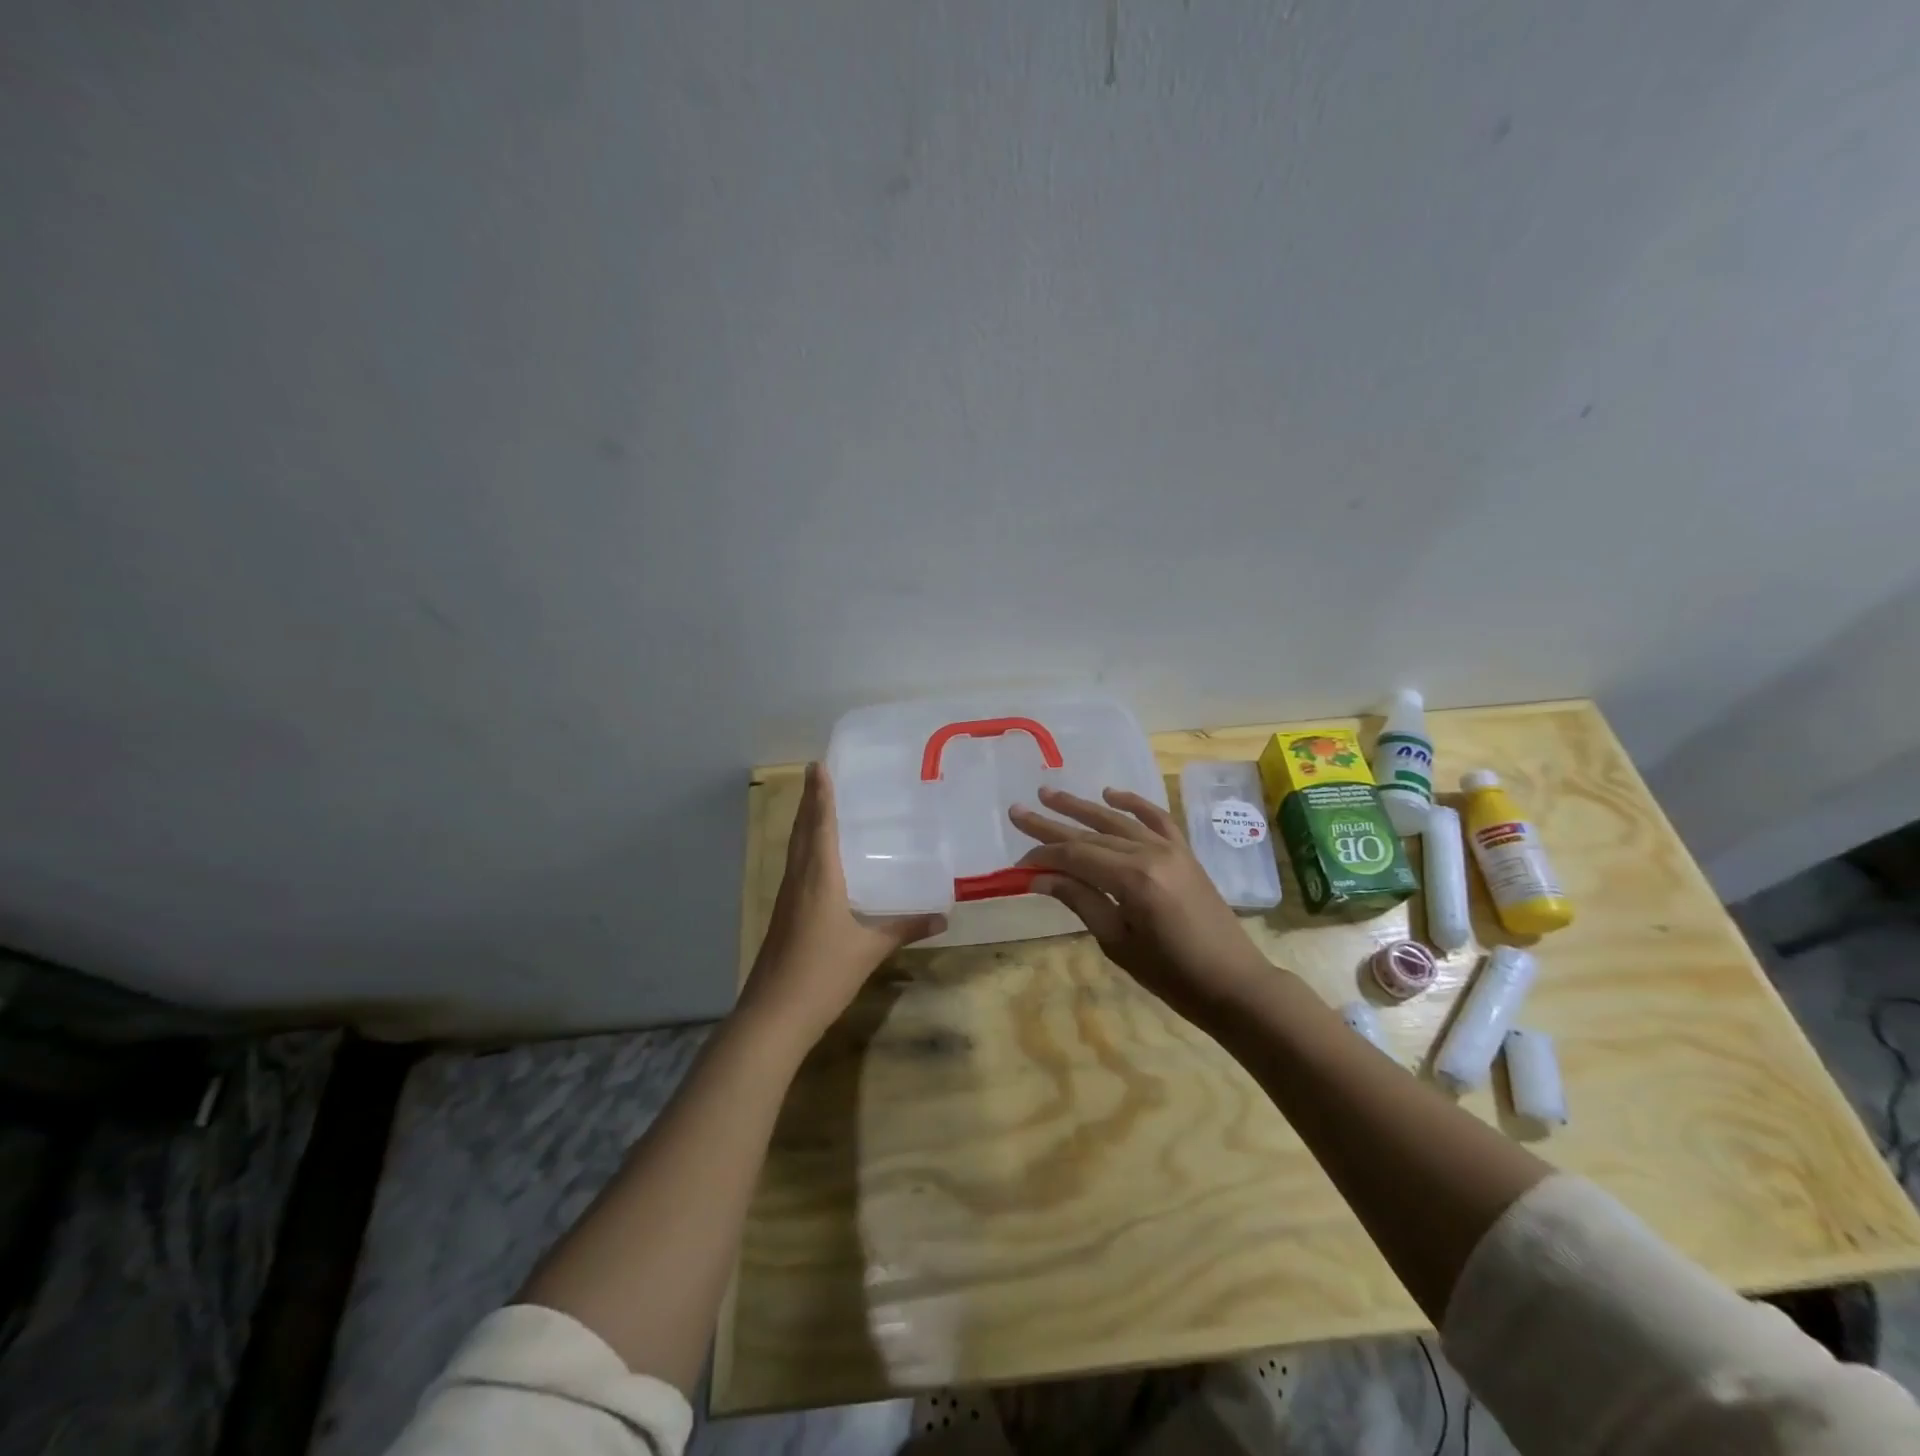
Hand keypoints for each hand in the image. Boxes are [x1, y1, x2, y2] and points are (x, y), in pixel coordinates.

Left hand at [742, 762, 945, 1042]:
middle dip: (809, 800)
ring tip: (818, 802)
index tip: (818, 764)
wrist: (775, 1014)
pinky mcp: (784, 914)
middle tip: (818, 773)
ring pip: (796, 848)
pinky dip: (805, 848)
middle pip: (802, 830)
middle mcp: (799, 879)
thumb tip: (942, 916)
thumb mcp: (870, 950)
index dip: (820, 794)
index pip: (820, 825)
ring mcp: (788, 897)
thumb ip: (905, 928)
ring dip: (805, 822)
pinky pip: (796, 867)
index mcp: (819, 878)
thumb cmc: (823, 973)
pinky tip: (819, 857)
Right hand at [1010, 786, 1271, 1023]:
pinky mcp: (1184, 852)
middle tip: (1017, 811)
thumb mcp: (1118, 943)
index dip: (1043, 855)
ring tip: (1049, 793)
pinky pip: (1156, 818)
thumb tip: (1039, 878)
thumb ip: (1080, 901)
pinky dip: (1133, 803)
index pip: (1075, 855)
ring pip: (1117, 820)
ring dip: (1082, 806)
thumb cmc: (1172, 975)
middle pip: (1091, 833)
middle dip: (1051, 823)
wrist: (1234, 982)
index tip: (1017, 861)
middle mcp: (1150, 853)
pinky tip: (1111, 794)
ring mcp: (1171, 849)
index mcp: (1133, 880)